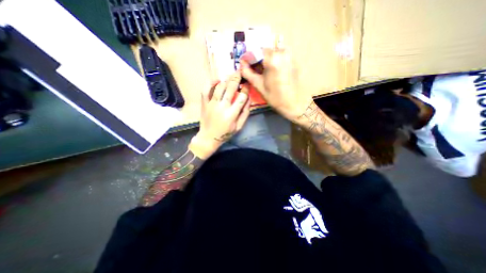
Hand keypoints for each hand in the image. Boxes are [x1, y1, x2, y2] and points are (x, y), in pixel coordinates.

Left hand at [190, 71, 249, 158]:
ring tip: (230, 77)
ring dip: (226, 80)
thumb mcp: (239, 126)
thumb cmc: (225, 133)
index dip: (246, 89)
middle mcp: (222, 107)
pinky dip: (210, 82)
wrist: (209, 137)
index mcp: (232, 114)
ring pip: (219, 87)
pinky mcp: (204, 103)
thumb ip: (245, 113)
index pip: (241, 98)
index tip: (247, 85)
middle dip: (237, 78)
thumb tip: (249, 99)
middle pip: (230, 88)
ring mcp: (212, 104)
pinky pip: (206, 90)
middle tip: (240, 73)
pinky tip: (217, 80)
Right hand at [241, 47, 313, 121]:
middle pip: (265, 50)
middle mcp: (282, 53)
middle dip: (258, 58)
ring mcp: (290, 55)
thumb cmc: (275, 97)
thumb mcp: (259, 86)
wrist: (294, 103)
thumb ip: (248, 73)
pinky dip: (274, 61)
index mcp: (272, 59)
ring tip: (263, 71)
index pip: (256, 50)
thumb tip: (241, 65)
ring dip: (266, 59)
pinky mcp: (294, 60)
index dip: (249, 57)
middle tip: (254, 69)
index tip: (245, 64)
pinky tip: (272, 72)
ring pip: (273, 52)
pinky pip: (280, 56)